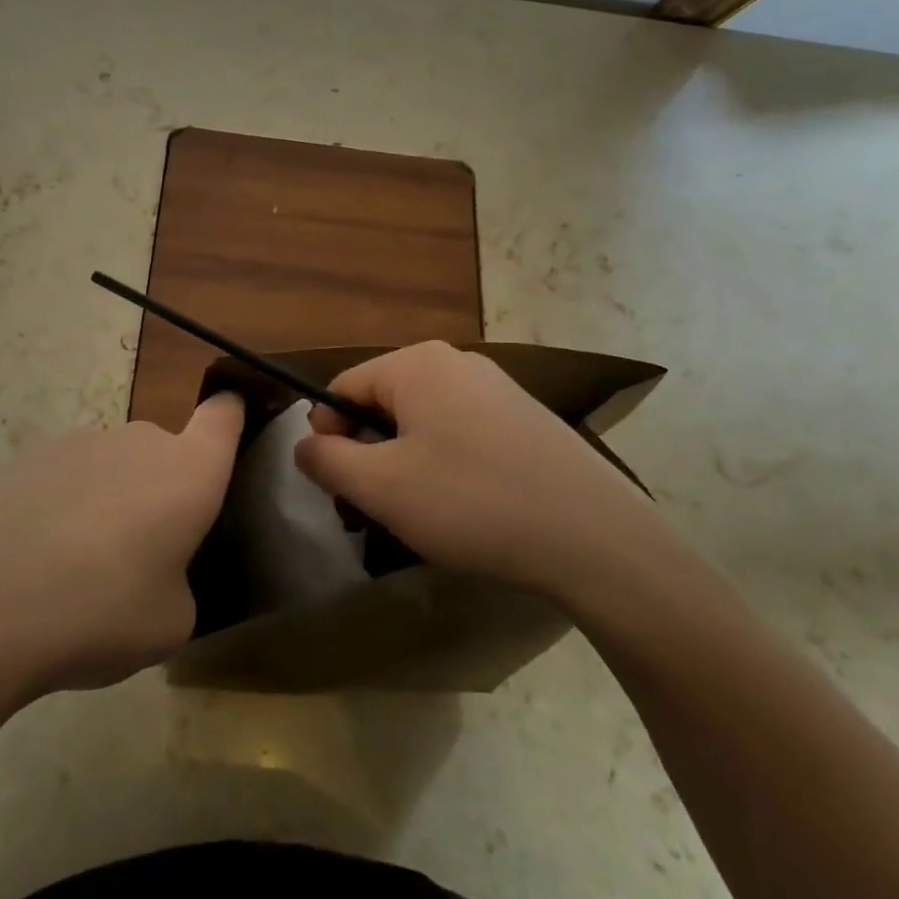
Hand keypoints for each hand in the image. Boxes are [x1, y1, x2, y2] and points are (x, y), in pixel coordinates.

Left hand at [0, 394, 243, 706]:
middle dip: (160, 488)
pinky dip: (63, 503)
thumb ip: (181, 583)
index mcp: (189, 471)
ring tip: (78, 561)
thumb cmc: (102, 612)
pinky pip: (66, 475)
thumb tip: (157, 572)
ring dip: (110, 496)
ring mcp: (80, 442)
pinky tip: (35, 554)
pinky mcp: (28, 456)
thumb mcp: (171, 623)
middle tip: (141, 549)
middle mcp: (140, 441)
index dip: (231, 416)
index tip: (230, 427)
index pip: (225, 415)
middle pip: (164, 450)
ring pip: (113, 463)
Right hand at [293, 341, 672, 611]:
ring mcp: (498, 389)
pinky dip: (444, 465)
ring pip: (423, 422)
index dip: (326, 434)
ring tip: (413, 514)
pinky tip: (461, 508)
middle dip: (366, 453)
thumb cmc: (470, 502)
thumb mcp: (380, 487)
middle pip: (384, 402)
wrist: (593, 536)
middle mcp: (457, 363)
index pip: (343, 387)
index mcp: (417, 364)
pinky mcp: (526, 419)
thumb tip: (304, 445)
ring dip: (402, 464)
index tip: (334, 483)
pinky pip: (461, 433)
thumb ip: (327, 460)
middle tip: (368, 508)